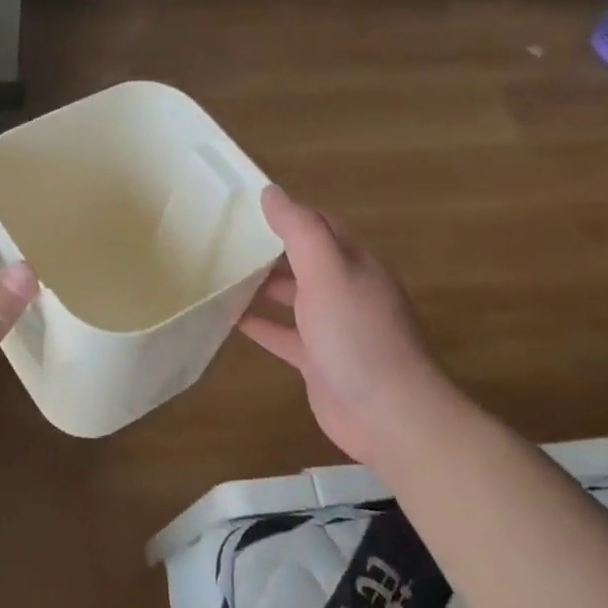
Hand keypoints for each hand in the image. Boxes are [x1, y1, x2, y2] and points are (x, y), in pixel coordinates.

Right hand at [239, 186, 449, 463]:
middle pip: (303, 260)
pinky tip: (228, 319)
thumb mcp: (328, 273)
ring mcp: (332, 327)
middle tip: (222, 239)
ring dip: (260, 285)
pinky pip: (283, 334)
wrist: (389, 415)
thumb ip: (301, 231)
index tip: (245, 205)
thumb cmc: (357, 335)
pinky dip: (259, 324)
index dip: (287, 212)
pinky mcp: (317, 360)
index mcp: (353, 264)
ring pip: (291, 297)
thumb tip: (271, 192)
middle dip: (268, 248)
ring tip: (219, 274)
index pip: (319, 225)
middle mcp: (345, 290)